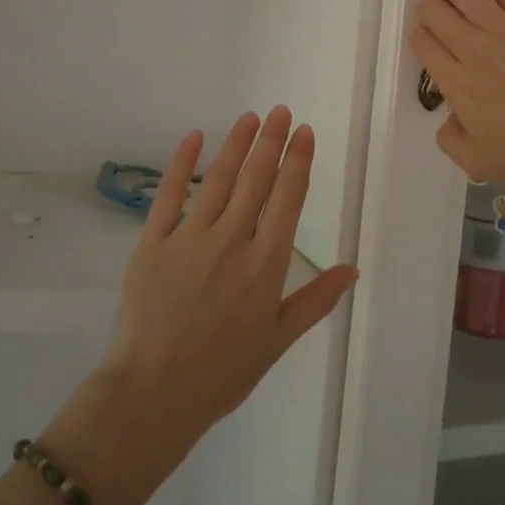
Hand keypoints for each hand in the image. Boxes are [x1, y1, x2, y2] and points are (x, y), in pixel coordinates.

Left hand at [99, 109, 356, 452]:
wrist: (153, 393)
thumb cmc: (222, 372)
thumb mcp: (278, 340)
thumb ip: (316, 300)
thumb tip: (352, 268)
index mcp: (266, 264)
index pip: (288, 198)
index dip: (298, 161)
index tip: (304, 132)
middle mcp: (232, 240)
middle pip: (256, 180)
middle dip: (272, 141)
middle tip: (281, 111)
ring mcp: (189, 238)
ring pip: (219, 179)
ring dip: (236, 144)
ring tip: (250, 117)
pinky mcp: (152, 242)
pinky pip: (168, 194)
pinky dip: (182, 163)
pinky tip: (194, 138)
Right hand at [411, 0, 504, 192]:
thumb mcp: (476, 162)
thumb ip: (449, 139)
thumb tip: (449, 117)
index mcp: (456, 83)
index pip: (423, 44)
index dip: (420, 37)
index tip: (427, 40)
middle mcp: (473, 49)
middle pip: (435, 13)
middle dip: (428, 8)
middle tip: (434, 11)